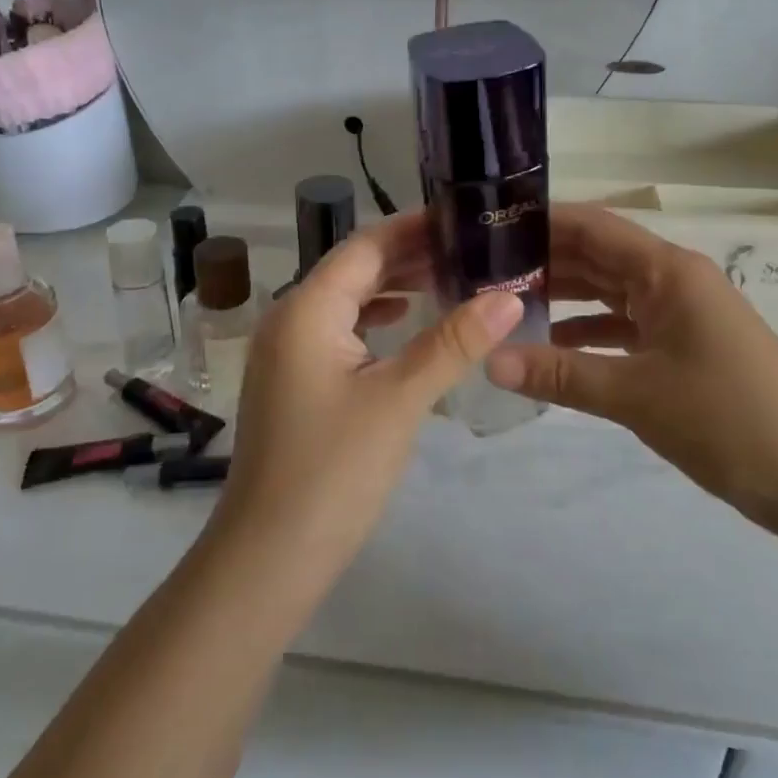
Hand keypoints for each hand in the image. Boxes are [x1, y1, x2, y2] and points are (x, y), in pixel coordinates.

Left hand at [213, 211, 523, 577]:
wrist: (268, 558)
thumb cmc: (333, 471)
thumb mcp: (400, 400)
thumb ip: (454, 342)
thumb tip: (509, 294)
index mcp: (307, 309)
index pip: (366, 246)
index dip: (415, 228)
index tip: (466, 219)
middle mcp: (289, 318)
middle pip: (355, 268)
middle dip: (410, 255)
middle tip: (471, 248)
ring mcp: (287, 352)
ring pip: (347, 300)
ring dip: (394, 286)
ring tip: (450, 277)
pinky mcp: (294, 381)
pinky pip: (339, 331)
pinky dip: (376, 319)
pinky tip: (406, 324)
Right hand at [485, 203, 777, 544]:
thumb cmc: (728, 420)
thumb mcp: (637, 396)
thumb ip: (560, 374)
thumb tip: (488, 361)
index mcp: (668, 271)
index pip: (594, 226)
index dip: (543, 220)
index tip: (489, 226)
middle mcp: (671, 280)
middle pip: (597, 255)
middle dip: (543, 259)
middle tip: (482, 269)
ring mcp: (678, 312)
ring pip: (607, 290)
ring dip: (562, 295)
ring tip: (504, 302)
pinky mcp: (680, 344)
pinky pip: (622, 324)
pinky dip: (586, 330)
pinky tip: (549, 345)